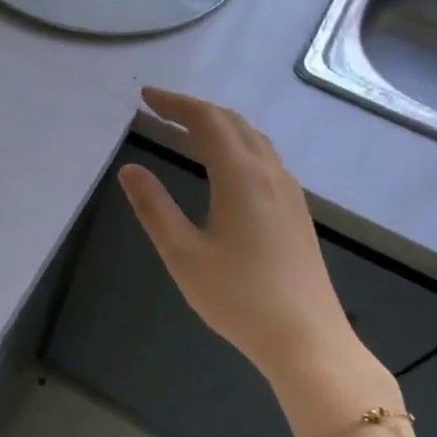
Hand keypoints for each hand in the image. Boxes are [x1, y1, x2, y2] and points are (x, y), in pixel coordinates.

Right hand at [119, 88, 361, 383]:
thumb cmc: (237, 297)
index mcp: (241, 177)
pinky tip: (224, 167)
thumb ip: (154, 207)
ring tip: (187, 130)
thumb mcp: (182, 254)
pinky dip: (237, 145)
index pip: (207, 122)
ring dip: (220, 126)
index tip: (146, 97)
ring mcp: (289, 193)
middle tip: (160, 109)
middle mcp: (270, 174)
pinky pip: (265, 159)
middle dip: (195, 110)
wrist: (306, 339)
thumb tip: (130, 170)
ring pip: (254, 140)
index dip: (175, 104)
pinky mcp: (297, 213)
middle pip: (234, 123)